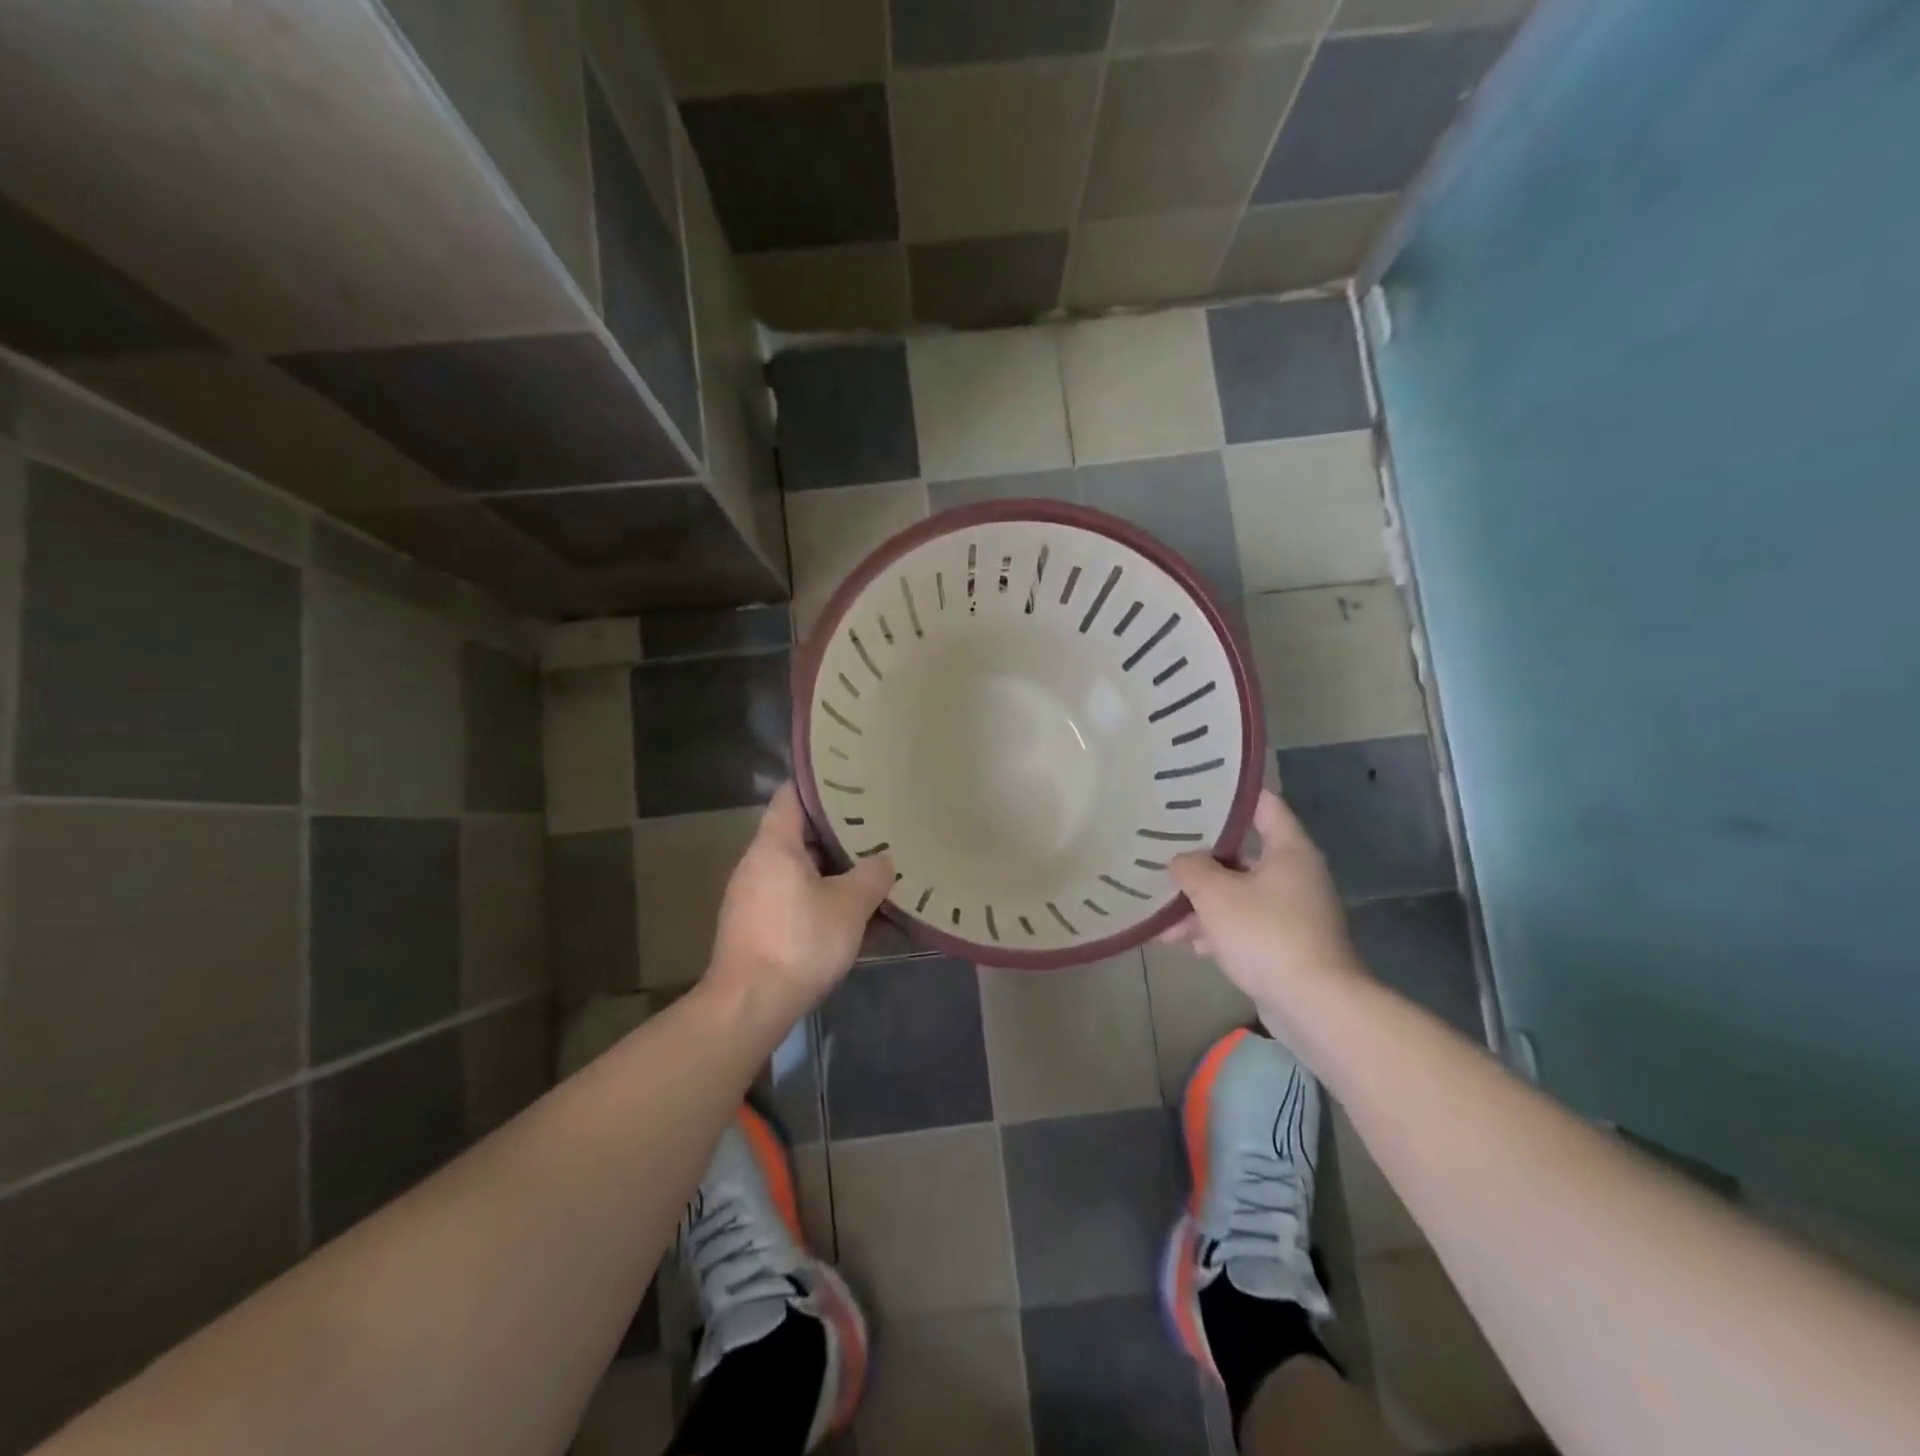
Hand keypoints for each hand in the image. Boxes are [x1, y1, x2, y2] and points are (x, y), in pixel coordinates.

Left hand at [706, 783, 893, 1024]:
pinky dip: (825, 901)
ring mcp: (755, 897)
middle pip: (800, 835)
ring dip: (836, 873)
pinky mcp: (759, 927)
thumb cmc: (799, 942)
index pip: (792, 796)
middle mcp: (758, 864)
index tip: (852, 781)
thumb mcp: (849, 906)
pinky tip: (858, 918)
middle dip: (840, 834)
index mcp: (774, 846)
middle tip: (877, 827)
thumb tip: (884, 861)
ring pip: (802, 872)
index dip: (820, 785)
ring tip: (875, 871)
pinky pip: (797, 900)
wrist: (750, 1006)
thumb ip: (871, 876)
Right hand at [1160, 790, 1366, 1033]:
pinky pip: (1243, 926)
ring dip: (1201, 902)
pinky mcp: (1285, 945)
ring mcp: (1292, 912)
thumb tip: (1181, 861)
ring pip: (1238, 894)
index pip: (1263, 805)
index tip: (1195, 792)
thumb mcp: (1215, 893)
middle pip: (1241, 854)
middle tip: (1164, 850)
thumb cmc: (1265, 933)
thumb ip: (1191, 868)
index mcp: (1289, 850)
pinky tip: (1182, 941)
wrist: (1314, 1005)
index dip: (1231, 795)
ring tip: (1160, 911)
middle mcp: (1295, 875)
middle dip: (1200, 860)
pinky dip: (1216, 930)